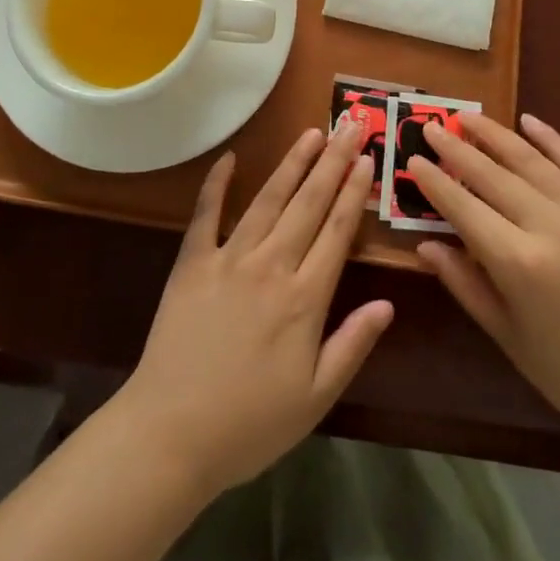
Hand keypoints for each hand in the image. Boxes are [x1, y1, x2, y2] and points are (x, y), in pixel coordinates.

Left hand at [116, 124, 393, 497]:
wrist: (171, 435)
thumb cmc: (250, 424)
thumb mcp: (315, 399)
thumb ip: (352, 345)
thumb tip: (388, 304)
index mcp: (304, 299)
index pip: (337, 231)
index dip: (354, 192)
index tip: (367, 159)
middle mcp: (271, 266)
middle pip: (309, 203)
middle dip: (333, 162)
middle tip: (350, 126)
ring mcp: (229, 258)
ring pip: (268, 199)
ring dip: (292, 163)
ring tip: (312, 133)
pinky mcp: (192, 262)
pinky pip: (207, 213)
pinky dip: (217, 183)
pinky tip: (230, 157)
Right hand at [408, 112, 559, 461]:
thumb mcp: (506, 335)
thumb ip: (464, 283)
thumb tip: (424, 246)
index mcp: (520, 264)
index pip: (464, 208)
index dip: (435, 182)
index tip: (413, 159)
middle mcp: (551, 228)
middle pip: (493, 175)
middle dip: (457, 148)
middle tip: (431, 126)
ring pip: (532, 161)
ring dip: (496, 134)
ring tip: (468, 116)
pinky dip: (552, 140)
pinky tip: (529, 122)